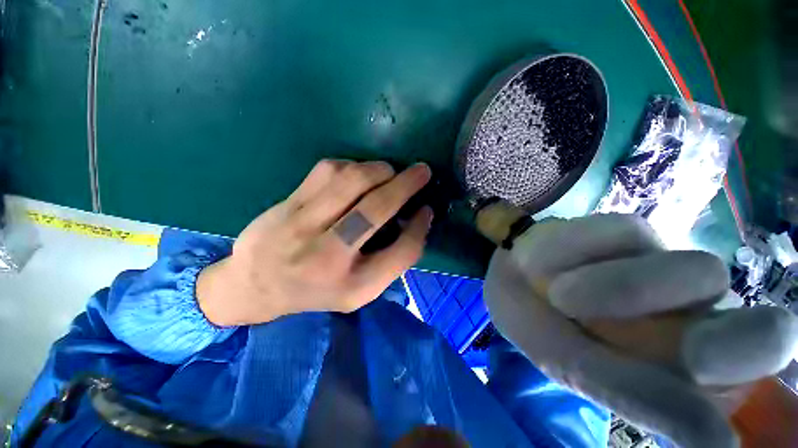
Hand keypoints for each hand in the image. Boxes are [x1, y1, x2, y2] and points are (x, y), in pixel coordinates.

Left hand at [197, 160, 432, 325]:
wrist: (256, 285)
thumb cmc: (318, 290)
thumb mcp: (362, 289)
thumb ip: (393, 259)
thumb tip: (418, 219)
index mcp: (353, 285)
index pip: (401, 251)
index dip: (420, 227)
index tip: (427, 209)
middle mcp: (328, 256)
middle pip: (376, 209)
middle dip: (406, 184)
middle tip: (423, 171)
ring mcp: (302, 226)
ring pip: (351, 180)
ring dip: (379, 170)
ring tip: (389, 172)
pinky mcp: (288, 204)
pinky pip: (328, 171)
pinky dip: (352, 166)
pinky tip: (356, 174)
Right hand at [484, 214, 797, 447]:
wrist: (510, 273)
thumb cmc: (536, 325)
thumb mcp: (576, 368)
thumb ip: (641, 399)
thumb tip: (720, 443)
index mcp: (686, 371)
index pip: (760, 389)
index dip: (771, 408)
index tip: (726, 420)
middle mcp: (698, 320)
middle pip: (769, 334)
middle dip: (726, 347)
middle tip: (680, 350)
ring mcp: (669, 266)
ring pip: (695, 276)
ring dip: (620, 290)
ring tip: (563, 295)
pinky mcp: (635, 230)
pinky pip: (626, 237)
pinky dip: (582, 253)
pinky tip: (556, 261)